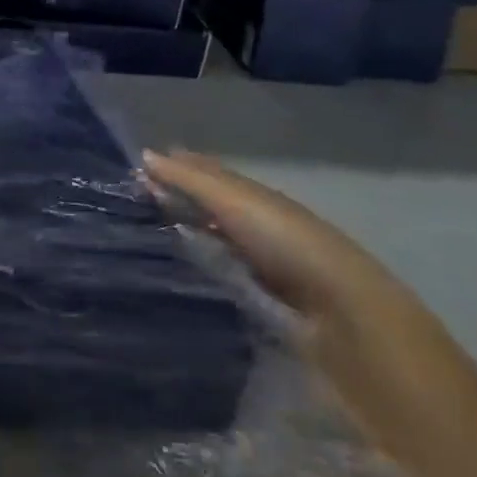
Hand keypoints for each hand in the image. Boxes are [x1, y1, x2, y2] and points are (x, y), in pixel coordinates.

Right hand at [142, 149, 476, 460]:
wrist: (349, 320)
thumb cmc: (290, 248)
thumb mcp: (238, 203)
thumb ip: (192, 182)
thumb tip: (143, 155)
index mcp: (258, 198)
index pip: (210, 177)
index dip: (177, 171)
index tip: (134, 173)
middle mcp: (262, 229)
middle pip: (212, 211)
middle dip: (178, 204)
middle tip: (128, 206)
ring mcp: (265, 271)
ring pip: (215, 246)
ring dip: (185, 240)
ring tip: (141, 242)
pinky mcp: (264, 309)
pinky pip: (221, 280)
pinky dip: (198, 272)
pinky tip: (175, 280)